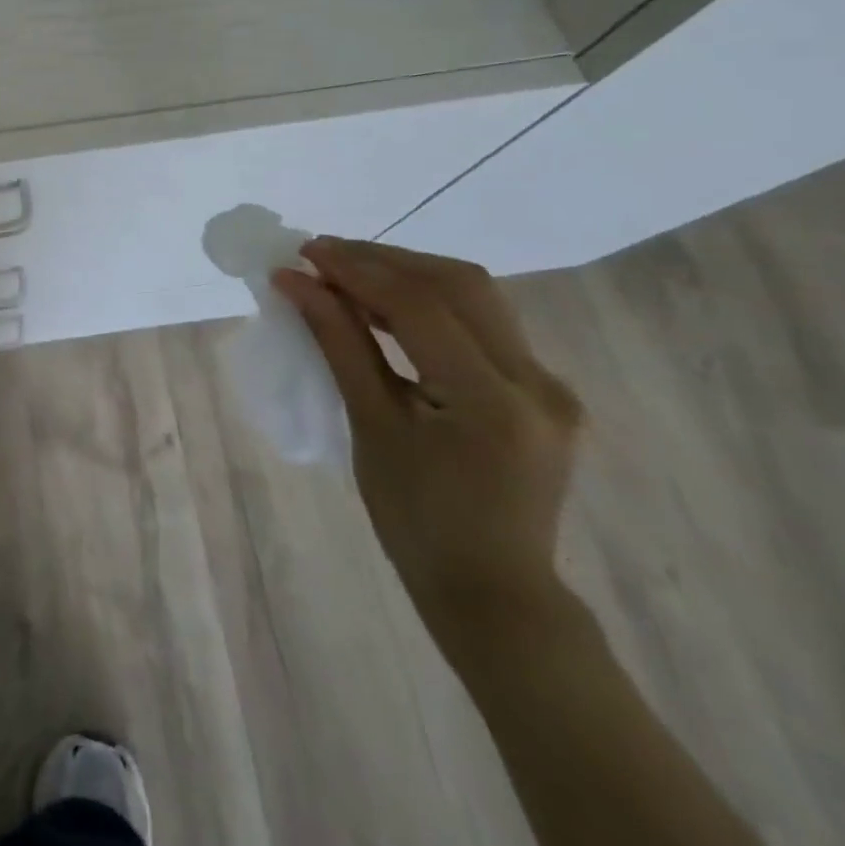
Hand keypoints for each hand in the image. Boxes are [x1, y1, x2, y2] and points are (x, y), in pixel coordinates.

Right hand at [274, 239, 583, 656]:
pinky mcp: (543, 390)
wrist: (492, 592)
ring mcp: (549, 385)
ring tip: (348, 272)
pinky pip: (484, 324)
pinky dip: (431, 302)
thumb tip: (296, 283)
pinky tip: (389, 305)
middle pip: (458, 285)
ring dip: (409, 273)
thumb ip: (339, 343)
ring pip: (476, 296)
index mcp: (492, 401)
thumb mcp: (370, 427)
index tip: (304, 253)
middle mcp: (536, 382)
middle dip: (384, 260)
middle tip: (323, 256)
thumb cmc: (416, 520)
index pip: (420, 306)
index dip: (357, 270)